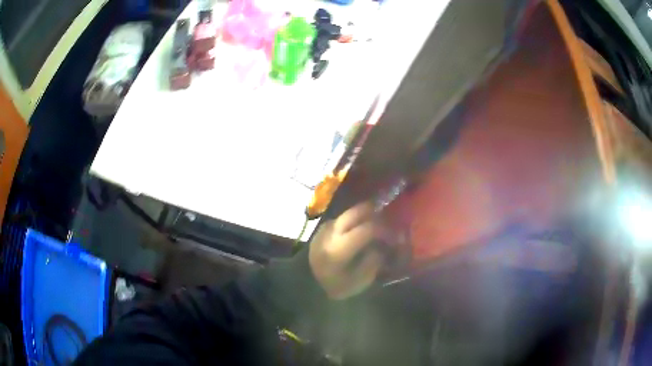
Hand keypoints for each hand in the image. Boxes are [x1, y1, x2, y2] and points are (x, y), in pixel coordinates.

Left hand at [309, 202, 385, 299]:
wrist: (308, 283)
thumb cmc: (336, 286)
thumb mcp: (359, 281)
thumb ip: (372, 262)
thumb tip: (380, 246)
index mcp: (339, 248)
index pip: (367, 229)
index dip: (384, 230)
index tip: (393, 236)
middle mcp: (331, 232)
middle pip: (357, 212)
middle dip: (375, 213)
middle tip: (388, 220)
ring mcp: (326, 227)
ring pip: (349, 212)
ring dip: (365, 214)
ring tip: (377, 223)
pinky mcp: (323, 227)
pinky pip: (344, 218)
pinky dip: (355, 220)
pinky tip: (362, 229)